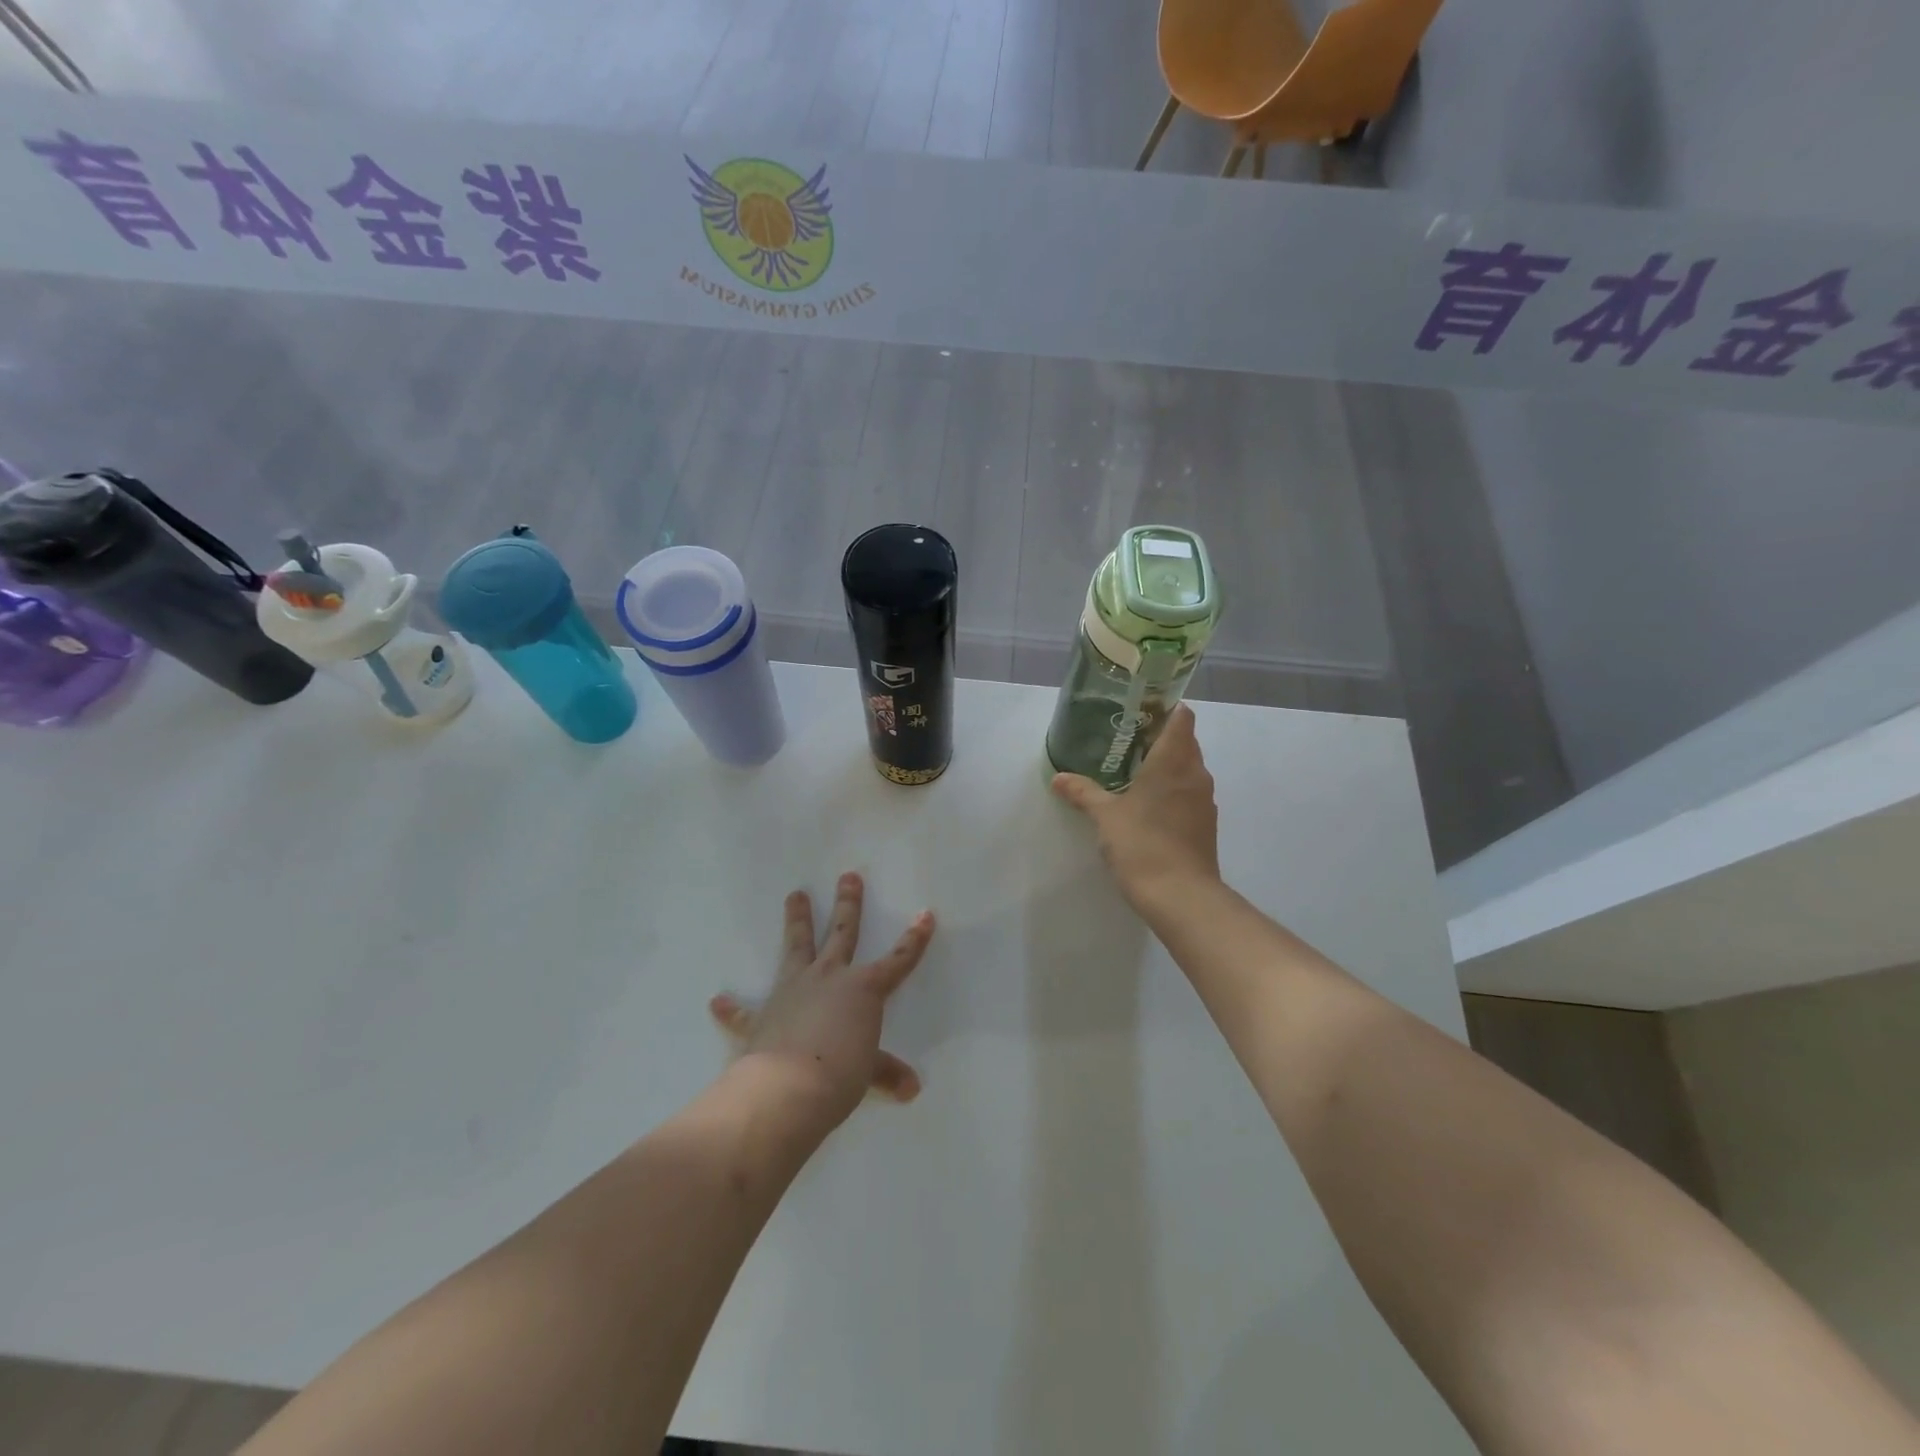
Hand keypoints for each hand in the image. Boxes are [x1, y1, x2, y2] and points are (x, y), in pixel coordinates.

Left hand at [709, 873, 934, 1127]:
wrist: (788, 1088)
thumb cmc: (841, 1074)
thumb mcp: (869, 1073)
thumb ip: (885, 1072)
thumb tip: (911, 1089)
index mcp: (863, 989)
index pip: (897, 961)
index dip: (914, 940)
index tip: (925, 914)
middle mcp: (829, 978)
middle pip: (842, 933)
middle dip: (848, 904)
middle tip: (848, 876)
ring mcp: (793, 991)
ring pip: (797, 947)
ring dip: (796, 921)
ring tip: (794, 894)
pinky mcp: (763, 1014)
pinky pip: (745, 1010)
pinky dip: (732, 1008)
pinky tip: (717, 1001)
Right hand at [1051, 703, 1220, 909]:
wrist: (1181, 896)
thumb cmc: (1142, 844)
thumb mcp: (1105, 817)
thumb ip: (1083, 793)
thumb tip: (1059, 778)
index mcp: (1173, 761)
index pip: (1182, 718)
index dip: (1167, 708)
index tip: (1143, 709)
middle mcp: (1195, 774)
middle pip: (1186, 742)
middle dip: (1161, 737)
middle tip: (1128, 741)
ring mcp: (1204, 800)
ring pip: (1189, 769)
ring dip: (1168, 765)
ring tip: (1135, 771)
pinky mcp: (1205, 824)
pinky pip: (1190, 793)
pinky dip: (1173, 790)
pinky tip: (1148, 804)